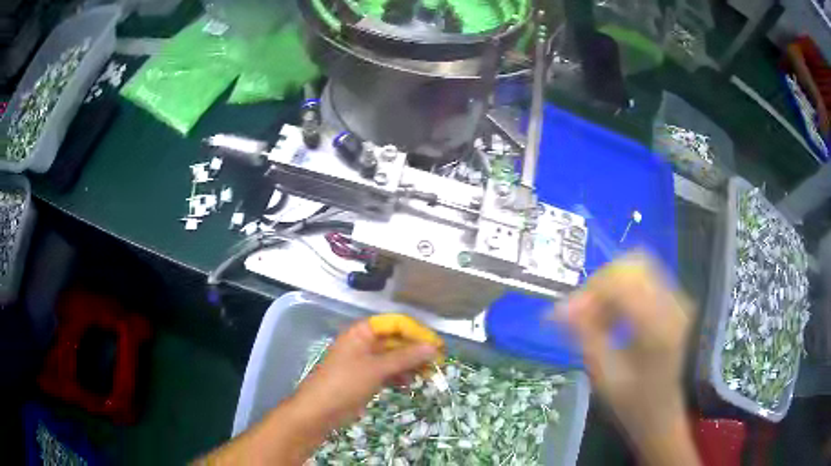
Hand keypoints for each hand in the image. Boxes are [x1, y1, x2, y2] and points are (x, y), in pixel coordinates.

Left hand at [290, 319, 439, 433]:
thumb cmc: (345, 383)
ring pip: (394, 357)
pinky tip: (410, 383)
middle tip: (438, 363)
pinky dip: (400, 375)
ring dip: (411, 364)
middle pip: (396, 340)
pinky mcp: (366, 378)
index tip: (437, 346)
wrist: (319, 411)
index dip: (417, 332)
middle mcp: (365, 342)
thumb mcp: (376, 369)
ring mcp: (365, 361)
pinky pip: (388, 371)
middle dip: (416, 350)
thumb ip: (405, 357)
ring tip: (428, 375)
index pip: (396, 323)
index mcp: (363, 332)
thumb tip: (433, 347)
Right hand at [562, 253, 697, 464]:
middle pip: (631, 266)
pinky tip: (612, 319)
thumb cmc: (635, 404)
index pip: (620, 282)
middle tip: (581, 314)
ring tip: (595, 320)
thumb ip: (585, 337)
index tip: (564, 316)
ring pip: (637, 270)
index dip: (588, 292)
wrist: (666, 414)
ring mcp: (678, 301)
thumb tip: (558, 309)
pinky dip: (622, 293)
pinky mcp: (676, 303)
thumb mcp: (606, 377)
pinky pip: (644, 281)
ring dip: (610, 289)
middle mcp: (674, 304)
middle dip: (600, 285)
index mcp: (658, 327)